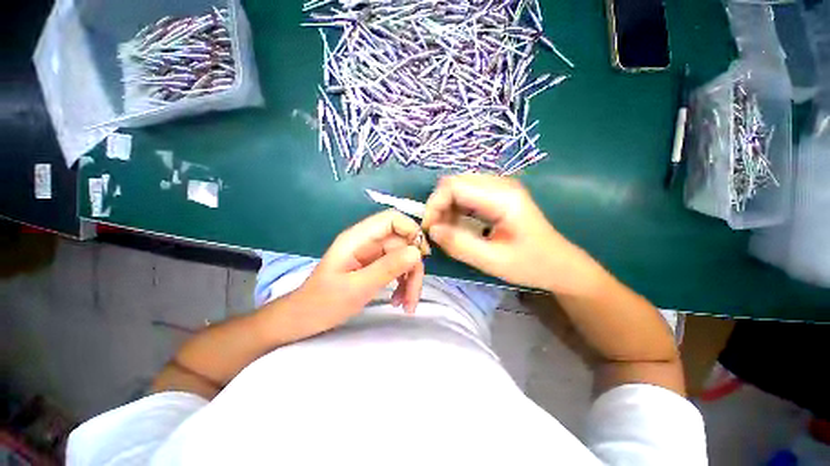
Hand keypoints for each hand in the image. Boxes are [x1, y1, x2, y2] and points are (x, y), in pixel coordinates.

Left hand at [293, 210, 429, 329]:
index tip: (422, 254)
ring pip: (403, 258)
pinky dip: (403, 284)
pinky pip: (397, 269)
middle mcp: (367, 242)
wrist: (303, 320)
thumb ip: (387, 268)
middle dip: (412, 267)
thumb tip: (417, 252)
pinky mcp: (374, 267)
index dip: (411, 230)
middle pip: (402, 243)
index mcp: (358, 238)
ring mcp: (372, 255)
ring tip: (407, 304)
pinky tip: (399, 301)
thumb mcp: (357, 287)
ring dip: (410, 279)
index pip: (392, 219)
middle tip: (413, 295)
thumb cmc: (323, 303)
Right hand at [421, 174, 602, 295]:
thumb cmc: (530, 265)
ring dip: (446, 207)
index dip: (435, 204)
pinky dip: (455, 208)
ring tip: (446, 230)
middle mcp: (500, 184)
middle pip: (455, 182)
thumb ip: (459, 245)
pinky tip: (457, 225)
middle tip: (436, 230)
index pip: (454, 186)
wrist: (559, 264)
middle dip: (439, 205)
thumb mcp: (492, 261)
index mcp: (503, 197)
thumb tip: (432, 230)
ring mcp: (500, 187)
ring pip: (458, 187)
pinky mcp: (497, 194)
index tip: (429, 229)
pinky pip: (467, 194)